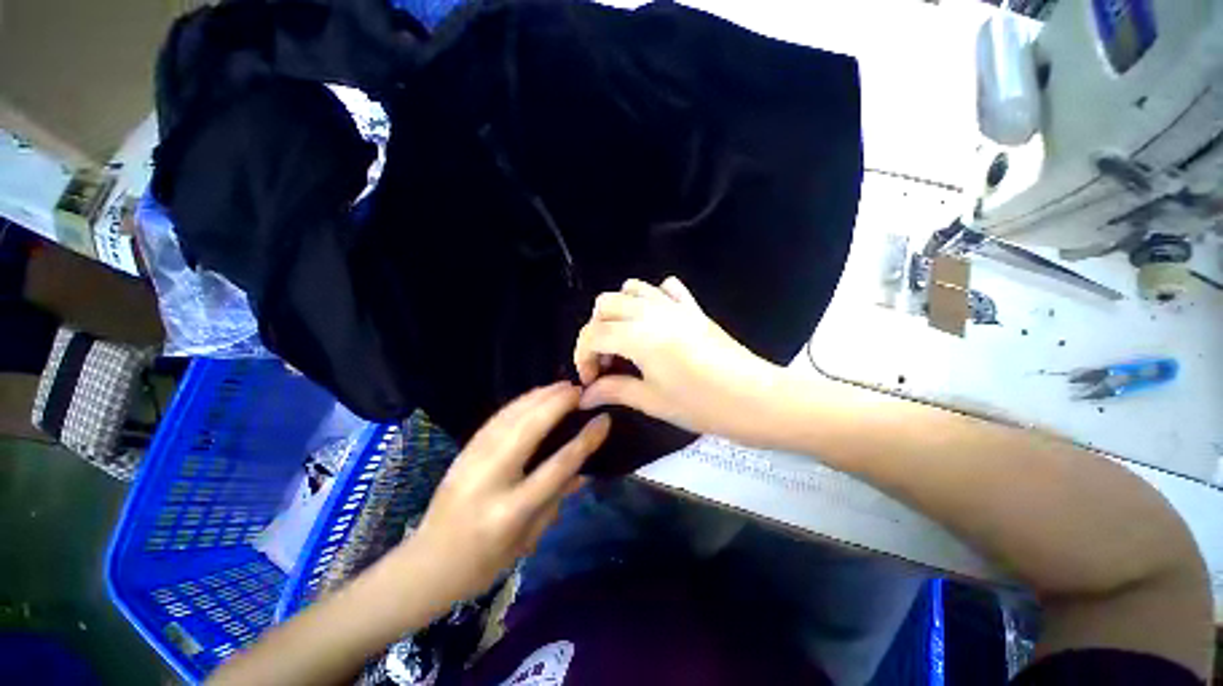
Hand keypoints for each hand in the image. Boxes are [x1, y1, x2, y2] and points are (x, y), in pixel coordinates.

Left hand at [394, 383, 608, 607]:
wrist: (426, 565)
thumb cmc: (484, 563)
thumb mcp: (528, 539)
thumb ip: (557, 500)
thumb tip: (585, 470)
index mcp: (510, 511)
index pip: (557, 467)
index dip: (585, 441)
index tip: (603, 420)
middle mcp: (490, 479)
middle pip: (529, 429)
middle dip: (558, 404)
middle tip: (581, 390)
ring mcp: (472, 460)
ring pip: (511, 417)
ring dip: (540, 396)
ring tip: (563, 386)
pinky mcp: (464, 451)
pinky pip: (497, 418)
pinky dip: (520, 402)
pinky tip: (535, 395)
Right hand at [573, 277, 785, 444]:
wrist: (757, 399)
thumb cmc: (702, 405)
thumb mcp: (652, 401)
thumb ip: (614, 391)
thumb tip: (585, 396)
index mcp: (638, 335)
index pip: (593, 334)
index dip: (583, 356)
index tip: (590, 381)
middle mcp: (652, 311)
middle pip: (606, 303)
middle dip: (596, 331)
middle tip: (607, 361)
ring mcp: (675, 306)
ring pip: (632, 288)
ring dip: (618, 311)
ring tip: (625, 340)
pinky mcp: (693, 308)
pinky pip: (666, 288)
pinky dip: (652, 298)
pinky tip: (655, 322)